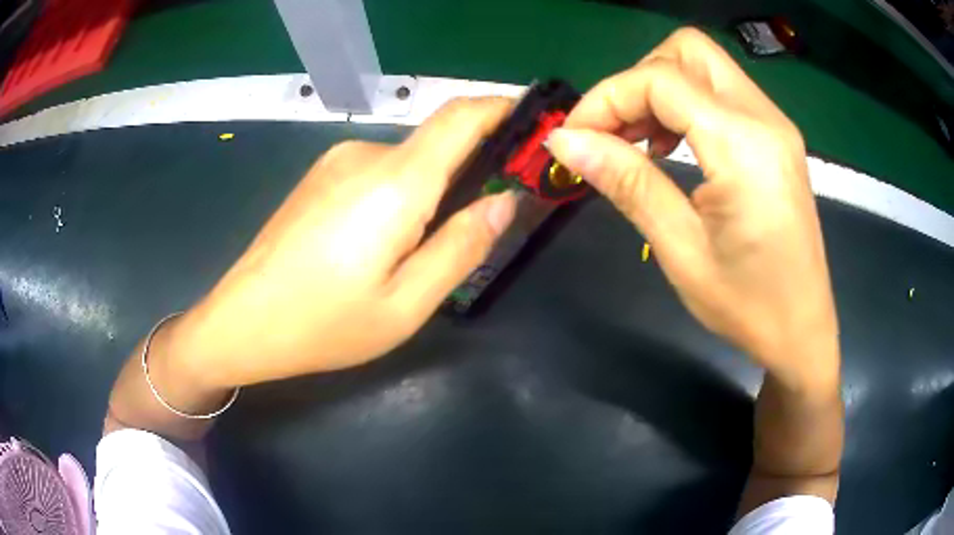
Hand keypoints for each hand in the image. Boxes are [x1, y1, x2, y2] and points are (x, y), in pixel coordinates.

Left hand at [170, 98, 516, 388]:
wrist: (240, 323)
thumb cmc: (323, 324)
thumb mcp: (406, 305)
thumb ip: (461, 247)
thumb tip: (503, 201)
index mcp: (394, 181)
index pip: (461, 116)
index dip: (502, 109)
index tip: (532, 125)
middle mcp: (366, 154)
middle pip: (437, 143)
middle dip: (470, 170)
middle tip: (478, 225)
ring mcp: (336, 161)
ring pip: (407, 163)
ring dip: (429, 191)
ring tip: (416, 251)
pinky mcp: (319, 176)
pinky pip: (377, 173)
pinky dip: (399, 195)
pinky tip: (378, 244)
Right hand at [548, 28, 838, 386]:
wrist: (802, 331)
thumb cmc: (747, 305)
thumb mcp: (680, 249)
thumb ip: (627, 181)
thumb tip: (565, 140)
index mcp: (744, 145)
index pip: (660, 80)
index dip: (606, 98)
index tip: (574, 137)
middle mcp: (764, 118)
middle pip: (687, 50)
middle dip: (637, 79)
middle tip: (615, 130)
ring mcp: (775, 124)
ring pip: (703, 67)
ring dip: (660, 90)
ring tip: (637, 142)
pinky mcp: (775, 137)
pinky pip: (721, 93)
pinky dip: (685, 105)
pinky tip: (671, 146)